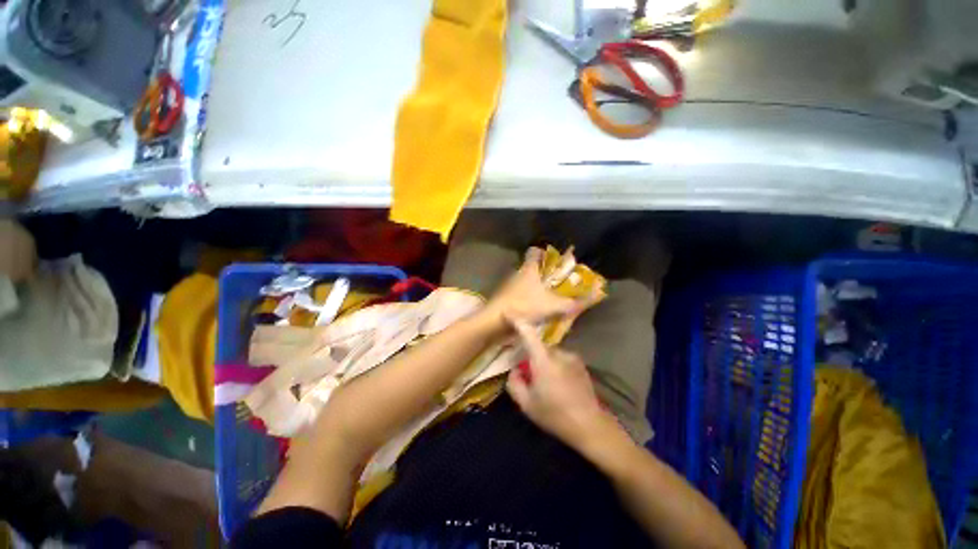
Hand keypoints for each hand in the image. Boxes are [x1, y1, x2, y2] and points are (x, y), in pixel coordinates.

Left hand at [481, 247, 581, 329]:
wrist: (496, 322)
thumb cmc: (525, 307)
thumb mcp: (554, 305)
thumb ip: (574, 302)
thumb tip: (596, 294)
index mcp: (529, 269)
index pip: (535, 251)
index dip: (545, 252)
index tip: (556, 259)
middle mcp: (518, 274)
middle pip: (532, 267)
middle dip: (545, 273)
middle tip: (559, 281)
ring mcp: (510, 287)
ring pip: (526, 282)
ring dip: (537, 287)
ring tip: (551, 296)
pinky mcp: (506, 299)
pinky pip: (521, 295)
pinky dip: (529, 298)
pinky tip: (537, 309)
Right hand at [506, 317, 623, 451]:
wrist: (590, 425)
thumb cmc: (555, 415)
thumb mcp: (527, 404)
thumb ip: (514, 384)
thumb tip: (514, 370)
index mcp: (543, 360)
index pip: (528, 333)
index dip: (517, 321)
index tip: (508, 312)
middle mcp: (558, 353)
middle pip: (538, 346)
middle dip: (531, 355)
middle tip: (527, 373)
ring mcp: (572, 357)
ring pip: (550, 354)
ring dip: (544, 362)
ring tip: (546, 383)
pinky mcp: (580, 364)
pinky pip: (561, 359)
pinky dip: (555, 366)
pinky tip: (559, 385)